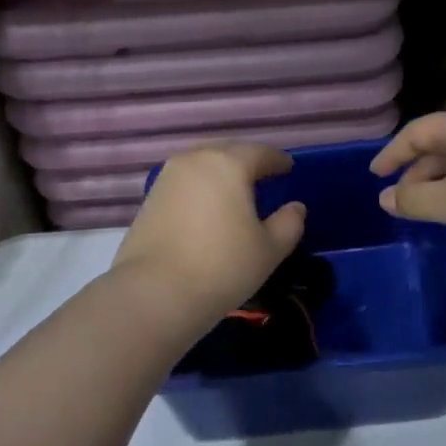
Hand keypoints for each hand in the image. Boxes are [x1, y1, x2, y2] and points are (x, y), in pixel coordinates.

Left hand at [114, 144, 306, 317]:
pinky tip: (207, 210)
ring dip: (220, 175)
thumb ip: (289, 223)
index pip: (260, 153)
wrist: (154, 293)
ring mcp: (167, 178)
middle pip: (227, 153)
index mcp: (228, 164)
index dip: (278, 160)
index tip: (288, 168)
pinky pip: (184, 184)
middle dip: (246, 163)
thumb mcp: (269, 249)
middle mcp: (195, 160)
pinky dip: (200, 191)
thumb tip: (295, 207)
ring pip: (202, 167)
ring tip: (234, 194)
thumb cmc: (222, 266)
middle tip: (262, 178)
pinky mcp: (149, 199)